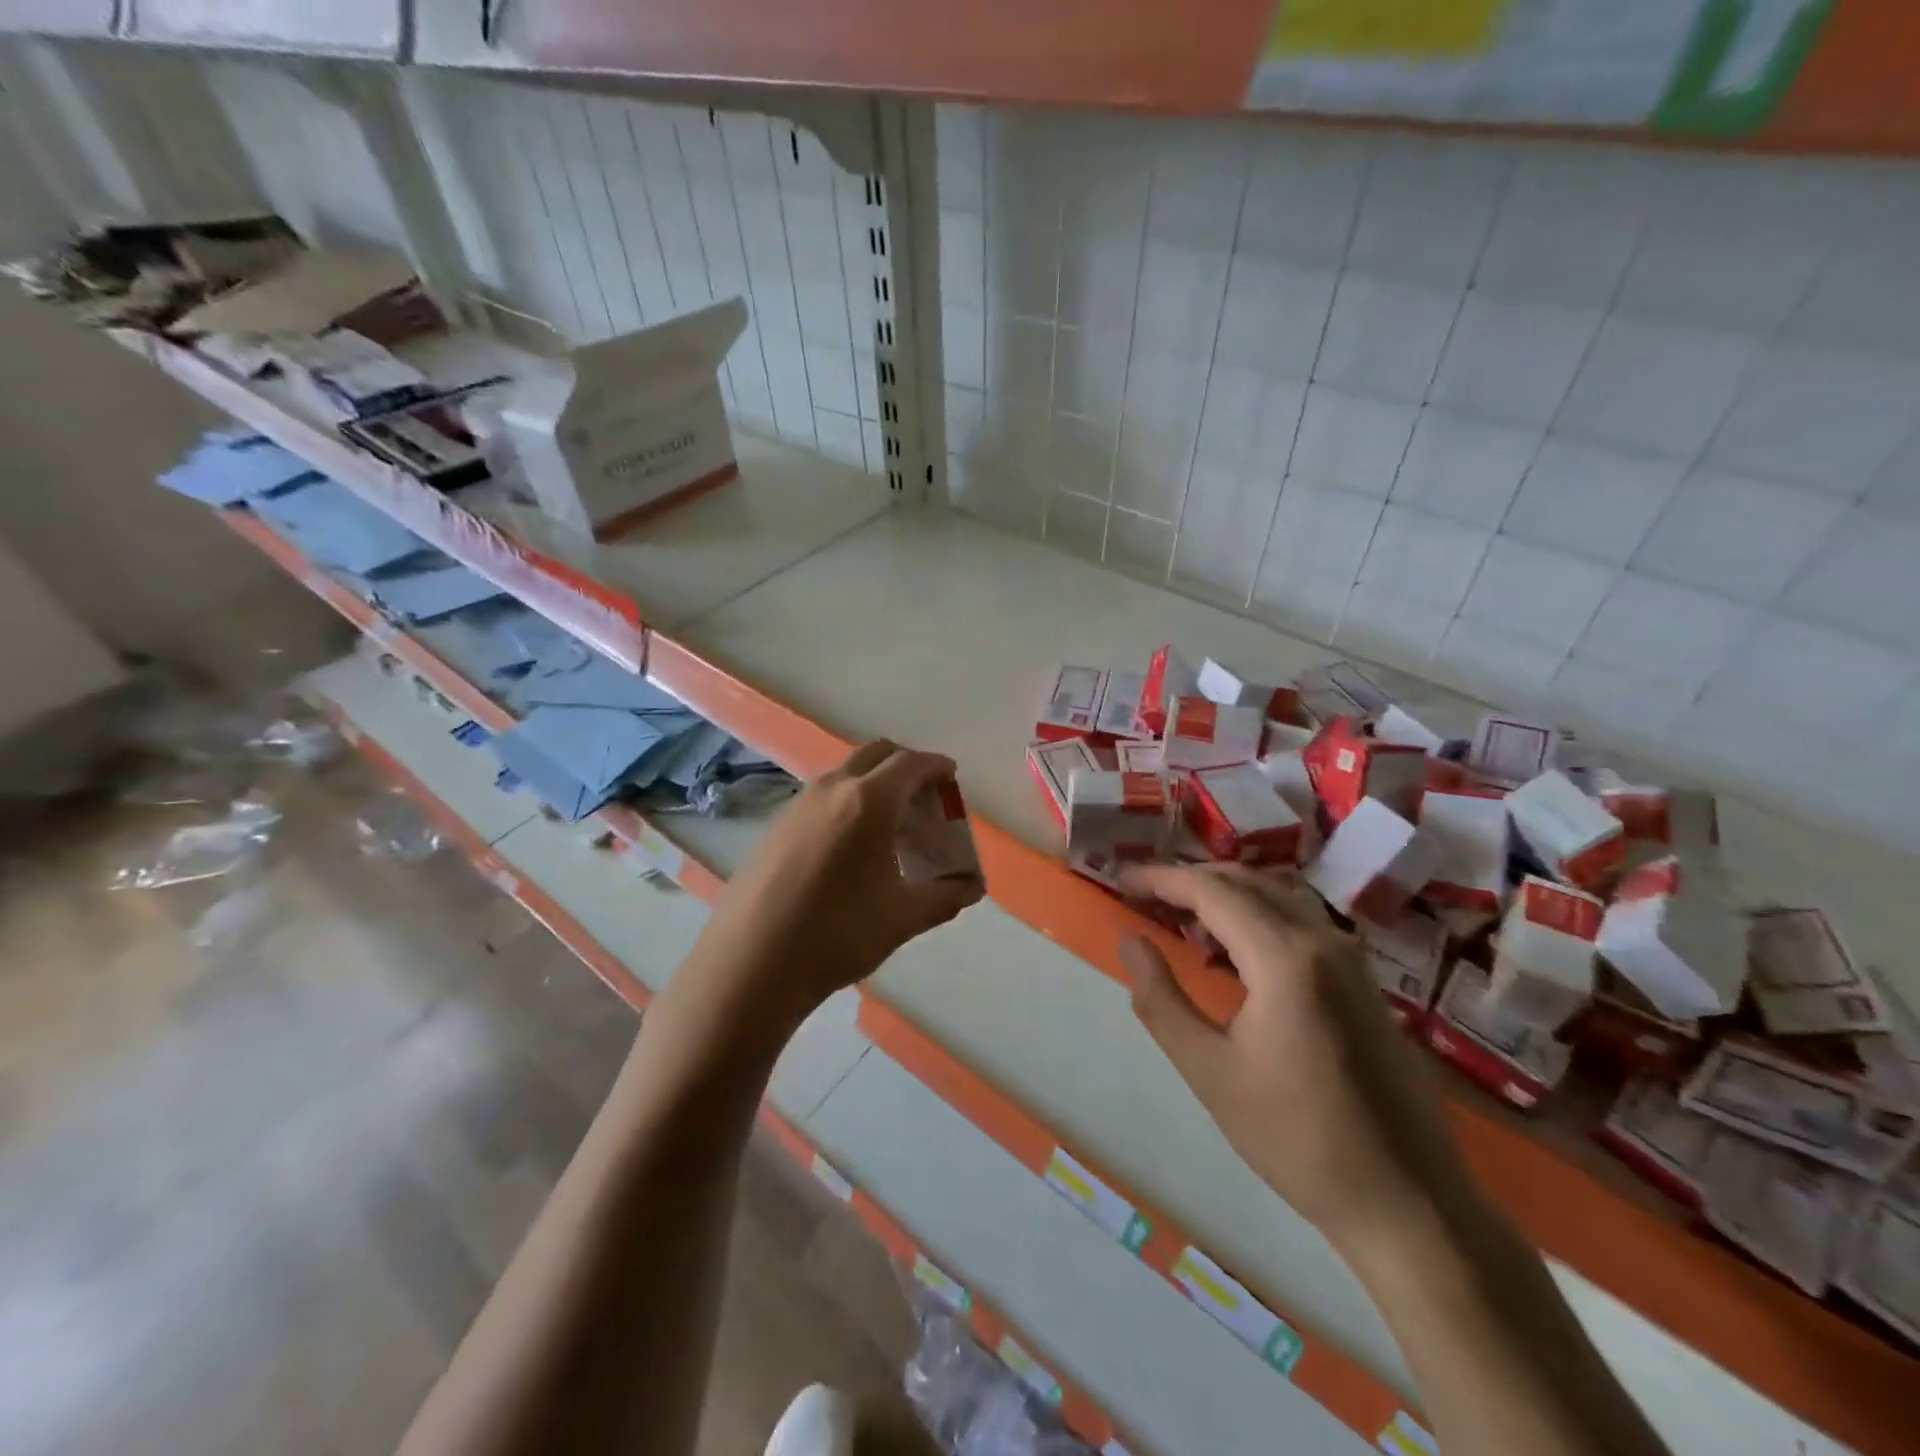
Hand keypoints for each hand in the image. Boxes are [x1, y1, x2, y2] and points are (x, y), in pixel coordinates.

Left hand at [691, 740, 984, 1027]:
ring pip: (846, 774)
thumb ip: (946, 897)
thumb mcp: (903, 918)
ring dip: (875, 783)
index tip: (951, 779)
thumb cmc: (838, 934)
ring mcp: (799, 805)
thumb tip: (972, 887)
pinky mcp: (777, 826)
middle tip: (925, 798)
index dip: (937, 767)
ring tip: (891, 825)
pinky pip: (824, 797)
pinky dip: (849, 802)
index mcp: (869, 801)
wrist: (751, 963)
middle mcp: (833, 789)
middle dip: (906, 766)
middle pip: (877, 754)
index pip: (912, 764)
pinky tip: (851, 847)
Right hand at [1119, 864, 1467, 1247]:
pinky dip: (1257, 913)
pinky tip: (1235, 947)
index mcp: (1285, 958)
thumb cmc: (1298, 1139)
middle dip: (1190, 878)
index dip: (1161, 878)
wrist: (1411, 1204)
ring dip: (1226, 892)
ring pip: (1278, 895)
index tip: (1121, 879)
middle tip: (1144, 892)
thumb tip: (1131, 941)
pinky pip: (1301, 920)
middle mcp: (1323, 941)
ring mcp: (1352, 959)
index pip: (1211, 891)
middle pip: (1246, 882)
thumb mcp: (1210, 1072)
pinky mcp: (1364, 982)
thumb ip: (1161, 1000)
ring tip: (1181, 912)